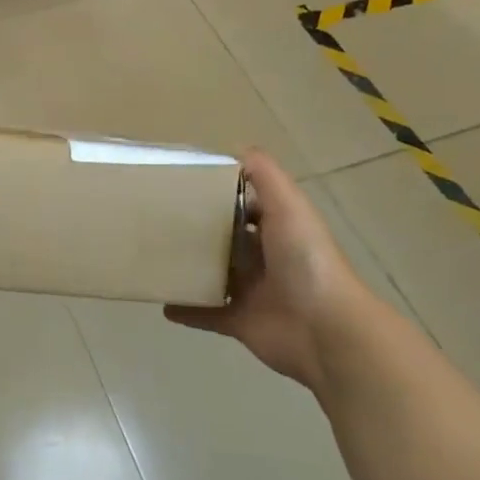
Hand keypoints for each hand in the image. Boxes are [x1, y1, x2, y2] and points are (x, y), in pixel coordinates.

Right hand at [165, 151, 365, 390]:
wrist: (325, 329)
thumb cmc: (305, 259)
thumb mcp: (288, 203)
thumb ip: (264, 173)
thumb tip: (235, 149)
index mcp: (277, 227)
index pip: (245, 204)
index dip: (219, 193)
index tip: (182, 183)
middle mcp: (264, 257)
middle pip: (225, 238)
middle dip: (198, 229)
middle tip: (158, 218)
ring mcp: (251, 291)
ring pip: (213, 274)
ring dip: (189, 267)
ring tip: (154, 255)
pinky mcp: (240, 321)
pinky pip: (207, 313)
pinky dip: (186, 309)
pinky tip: (163, 302)